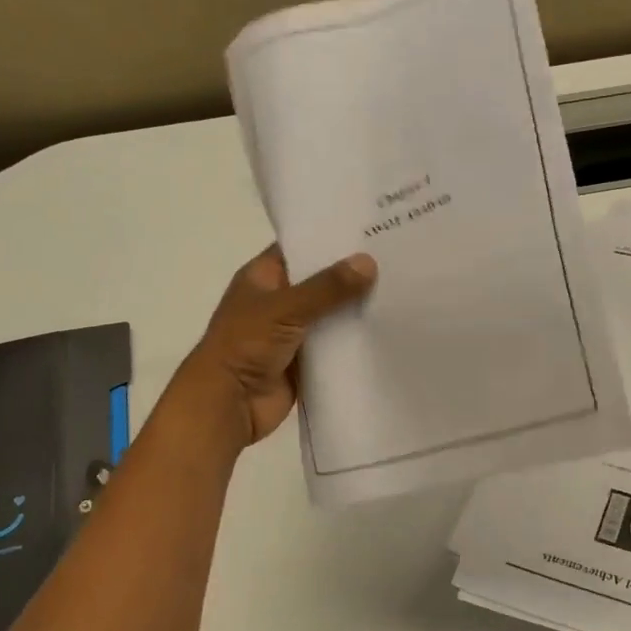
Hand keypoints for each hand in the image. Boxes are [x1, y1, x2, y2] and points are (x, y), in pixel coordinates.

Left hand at [172, 245, 376, 449]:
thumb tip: (368, 263)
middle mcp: (278, 301)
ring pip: (331, 314)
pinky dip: (355, 340)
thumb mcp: (286, 308)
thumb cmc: (245, 345)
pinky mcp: (306, 361)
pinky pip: (336, 346)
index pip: (300, 248)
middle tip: (396, 257)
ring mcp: (292, 332)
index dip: (330, 238)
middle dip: (352, 274)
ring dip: (357, 308)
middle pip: (321, 282)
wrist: (228, 404)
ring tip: (402, 288)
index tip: (369, 227)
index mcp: (263, 277)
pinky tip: (388, 328)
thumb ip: (328, 288)